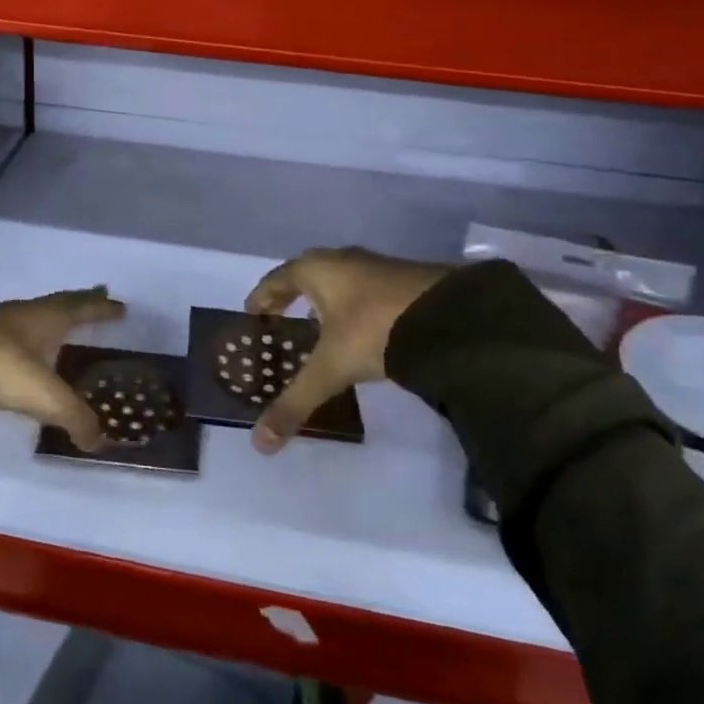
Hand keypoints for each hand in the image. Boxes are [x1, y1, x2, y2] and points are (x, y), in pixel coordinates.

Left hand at [0, 288, 125, 450]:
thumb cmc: (4, 366)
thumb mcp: (46, 396)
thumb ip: (75, 417)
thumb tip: (97, 439)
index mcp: (49, 317)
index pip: (83, 307)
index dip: (102, 308)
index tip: (119, 307)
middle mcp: (27, 312)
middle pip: (61, 303)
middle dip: (81, 303)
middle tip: (98, 301)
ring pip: (35, 314)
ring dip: (52, 318)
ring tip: (63, 326)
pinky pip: (14, 329)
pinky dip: (28, 334)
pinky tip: (26, 347)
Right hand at [244, 247, 447, 452]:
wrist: (450, 318)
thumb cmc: (373, 331)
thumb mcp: (330, 369)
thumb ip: (295, 403)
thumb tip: (260, 444)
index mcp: (316, 269)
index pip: (277, 279)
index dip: (263, 297)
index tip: (253, 314)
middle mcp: (343, 260)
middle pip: (308, 276)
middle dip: (294, 298)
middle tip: (283, 323)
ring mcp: (378, 267)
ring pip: (341, 283)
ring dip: (327, 303)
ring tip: (321, 330)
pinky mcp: (408, 280)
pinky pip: (368, 292)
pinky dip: (356, 308)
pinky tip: (362, 332)